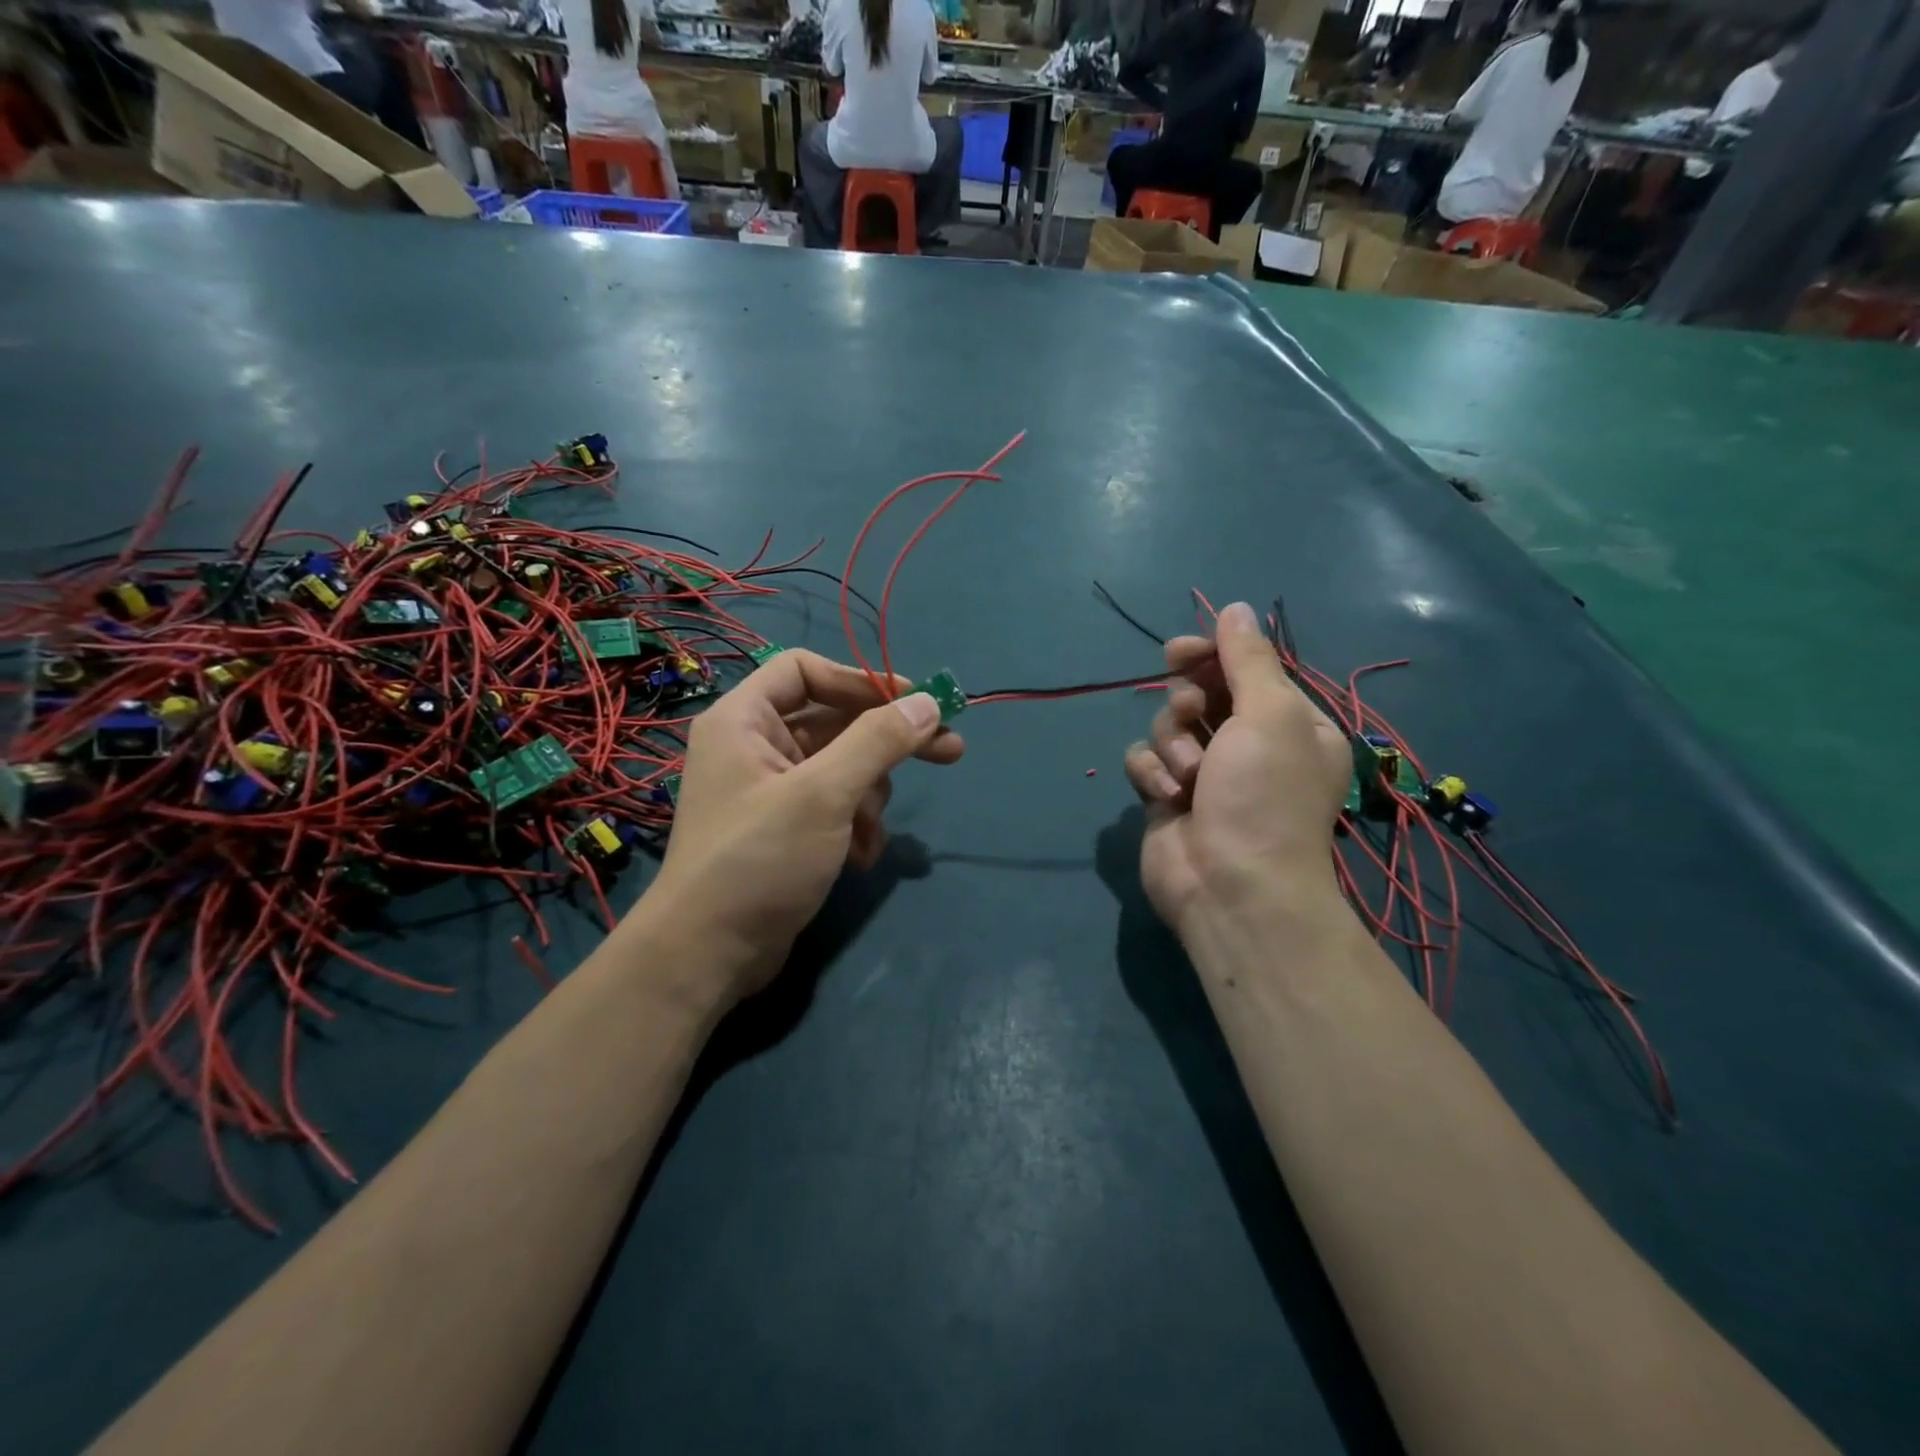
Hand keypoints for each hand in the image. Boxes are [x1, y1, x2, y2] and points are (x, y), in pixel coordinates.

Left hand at [646, 650, 961, 1002]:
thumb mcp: (824, 794)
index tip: (913, 702)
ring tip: (868, 834)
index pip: (806, 670)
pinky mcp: (786, 829)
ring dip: (869, 798)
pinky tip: (860, 859)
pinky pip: (835, 806)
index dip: (860, 680)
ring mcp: (771, 791)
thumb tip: (928, 703)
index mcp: (744, 720)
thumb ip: (878, 741)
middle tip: (951, 750)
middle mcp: (755, 747)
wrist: (709, 955)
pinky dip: (855, 826)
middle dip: (888, 743)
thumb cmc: (759, 859)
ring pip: (843, 768)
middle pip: (835, 721)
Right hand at [1124, 601, 1350, 933]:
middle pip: (1199, 692)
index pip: (1244, 668)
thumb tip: (1236, 607)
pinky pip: (1144, 761)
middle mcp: (1247, 744)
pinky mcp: (1167, 796)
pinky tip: (1166, 796)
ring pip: (1166, 725)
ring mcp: (1204, 772)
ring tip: (1189, 776)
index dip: (1210, 653)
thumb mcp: (1270, 714)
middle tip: (1192, 709)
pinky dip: (1151, 773)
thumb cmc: (1264, 794)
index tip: (1181, 651)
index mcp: (1287, 722)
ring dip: (1172, 743)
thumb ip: (1249, 658)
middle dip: (1188, 701)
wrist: (1231, 886)